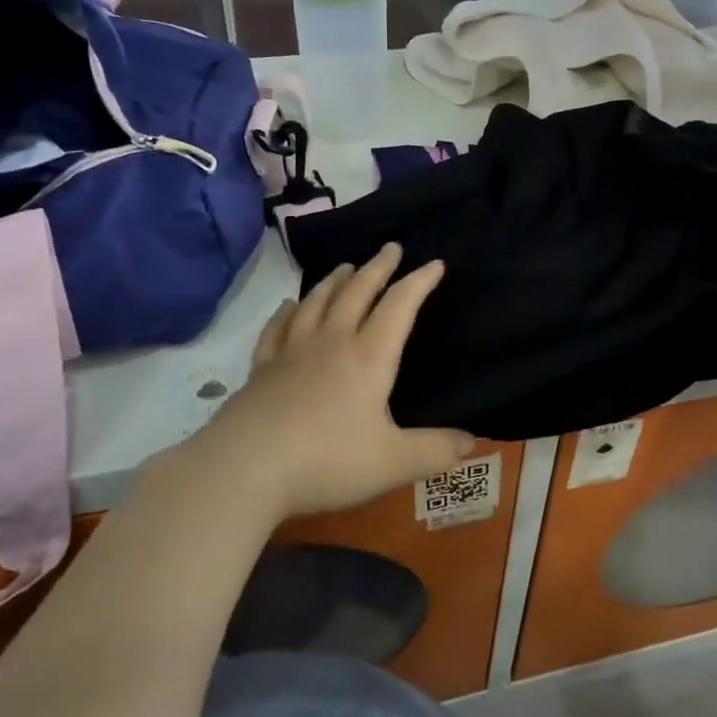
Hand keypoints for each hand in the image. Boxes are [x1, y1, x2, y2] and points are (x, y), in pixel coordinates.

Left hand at [203, 244, 475, 521]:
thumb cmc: (326, 462)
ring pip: (317, 302)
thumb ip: (435, 451)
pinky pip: (277, 328)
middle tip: (390, 248)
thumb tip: (471, 441)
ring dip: (335, 281)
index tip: (434, 263)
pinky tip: (289, 304)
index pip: (399, 306)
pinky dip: (287, 311)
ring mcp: (292, 352)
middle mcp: (331, 343)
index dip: (419, 282)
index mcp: (368, 358)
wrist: (244, 468)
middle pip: (357, 293)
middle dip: (378, 268)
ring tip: (346, 266)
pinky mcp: (261, 369)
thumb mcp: (393, 463)